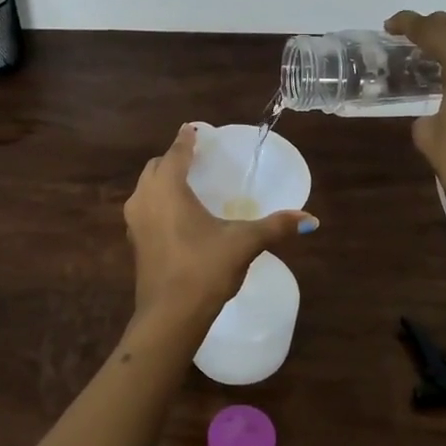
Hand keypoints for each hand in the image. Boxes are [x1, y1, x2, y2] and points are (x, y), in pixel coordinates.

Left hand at [124, 125, 316, 320]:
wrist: (170, 316)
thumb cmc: (204, 269)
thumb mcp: (243, 243)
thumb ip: (275, 227)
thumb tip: (311, 219)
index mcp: (167, 189)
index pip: (176, 153)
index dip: (187, 139)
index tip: (194, 129)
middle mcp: (144, 198)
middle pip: (156, 168)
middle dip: (173, 159)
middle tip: (195, 159)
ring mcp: (134, 222)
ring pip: (146, 189)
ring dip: (162, 182)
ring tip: (187, 184)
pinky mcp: (134, 243)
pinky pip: (145, 210)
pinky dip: (158, 203)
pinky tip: (178, 216)